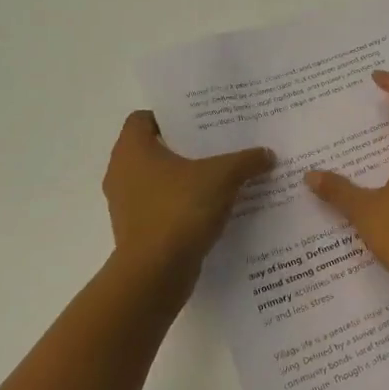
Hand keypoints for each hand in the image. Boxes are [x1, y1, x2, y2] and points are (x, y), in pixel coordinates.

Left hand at [103, 112, 272, 307]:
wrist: (155, 274)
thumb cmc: (180, 210)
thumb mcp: (223, 177)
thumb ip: (246, 161)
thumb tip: (267, 154)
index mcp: (132, 150)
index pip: (143, 119)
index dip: (170, 116)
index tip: (199, 121)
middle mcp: (122, 173)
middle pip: (153, 149)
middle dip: (185, 147)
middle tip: (218, 144)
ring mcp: (127, 205)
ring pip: (158, 181)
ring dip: (184, 179)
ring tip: (221, 177)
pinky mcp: (136, 232)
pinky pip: (161, 208)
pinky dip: (182, 206)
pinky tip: (213, 209)